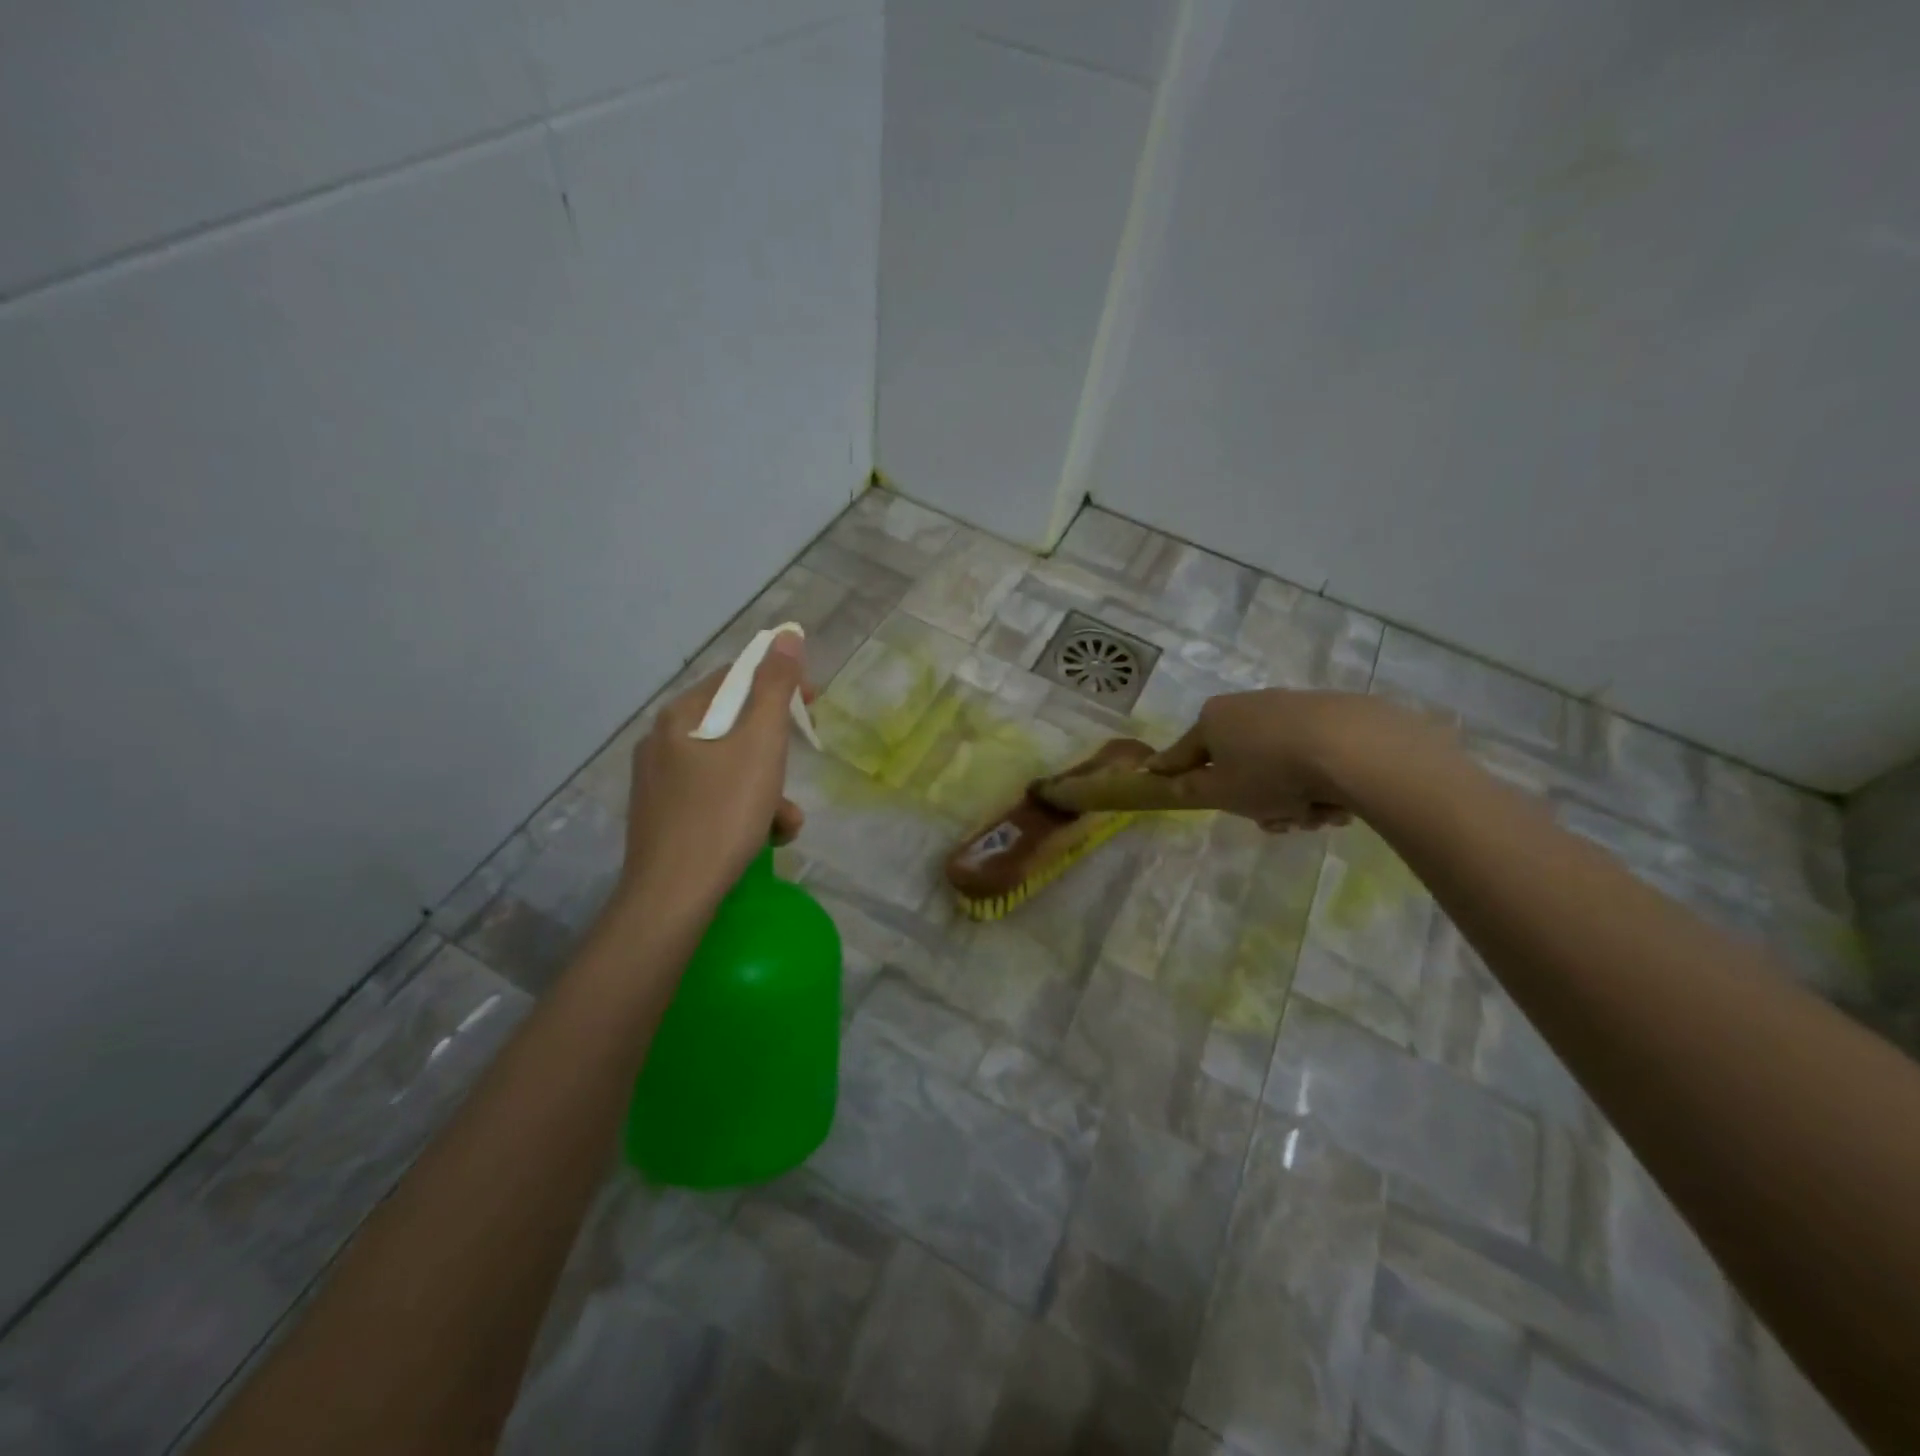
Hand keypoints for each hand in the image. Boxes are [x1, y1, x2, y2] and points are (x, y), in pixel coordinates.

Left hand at [618, 633, 811, 905]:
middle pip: (734, 726)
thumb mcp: (760, 744)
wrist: (673, 897)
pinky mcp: (663, 819)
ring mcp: (659, 784)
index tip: (812, 704)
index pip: (734, 678)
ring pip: (728, 769)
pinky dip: (744, 811)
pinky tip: (762, 840)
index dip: (778, 684)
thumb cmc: (722, 813)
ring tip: (784, 823)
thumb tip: (787, 634)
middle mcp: (661, 743)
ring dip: (766, 789)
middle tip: (796, 771)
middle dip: (775, 751)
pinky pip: (714, 799)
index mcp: (679, 717)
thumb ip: (775, 688)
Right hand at [1146, 689, 1383, 831]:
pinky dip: (1318, 783)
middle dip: (1255, 800)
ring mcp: (1291, 708)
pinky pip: (1311, 759)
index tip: (1154, 774)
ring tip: (1313, 816)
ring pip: (1278, 766)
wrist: (1351, 747)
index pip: (1183, 751)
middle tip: (1273, 822)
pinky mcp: (1331, 716)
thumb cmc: (1269, 772)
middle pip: (1238, 763)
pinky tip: (1337, 802)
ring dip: (1291, 799)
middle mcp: (1248, 706)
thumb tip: (1170, 781)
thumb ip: (1190, 790)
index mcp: (1214, 719)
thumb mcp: (1220, 792)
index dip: (1170, 768)